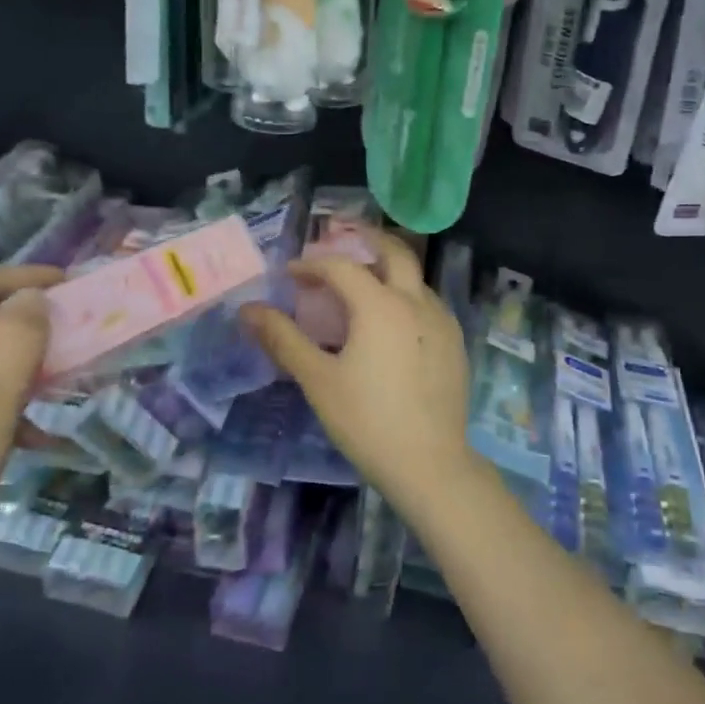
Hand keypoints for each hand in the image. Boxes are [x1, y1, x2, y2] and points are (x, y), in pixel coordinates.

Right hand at [242, 230, 476, 510]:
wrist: (431, 463)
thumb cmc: (367, 421)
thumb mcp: (318, 380)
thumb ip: (283, 339)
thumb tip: (248, 310)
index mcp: (380, 305)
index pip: (341, 267)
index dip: (312, 264)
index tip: (291, 274)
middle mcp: (416, 301)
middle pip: (394, 252)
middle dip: (366, 239)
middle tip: (341, 240)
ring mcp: (443, 321)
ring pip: (415, 278)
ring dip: (387, 269)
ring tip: (362, 285)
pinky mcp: (456, 343)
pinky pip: (428, 304)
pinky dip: (406, 296)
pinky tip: (392, 322)